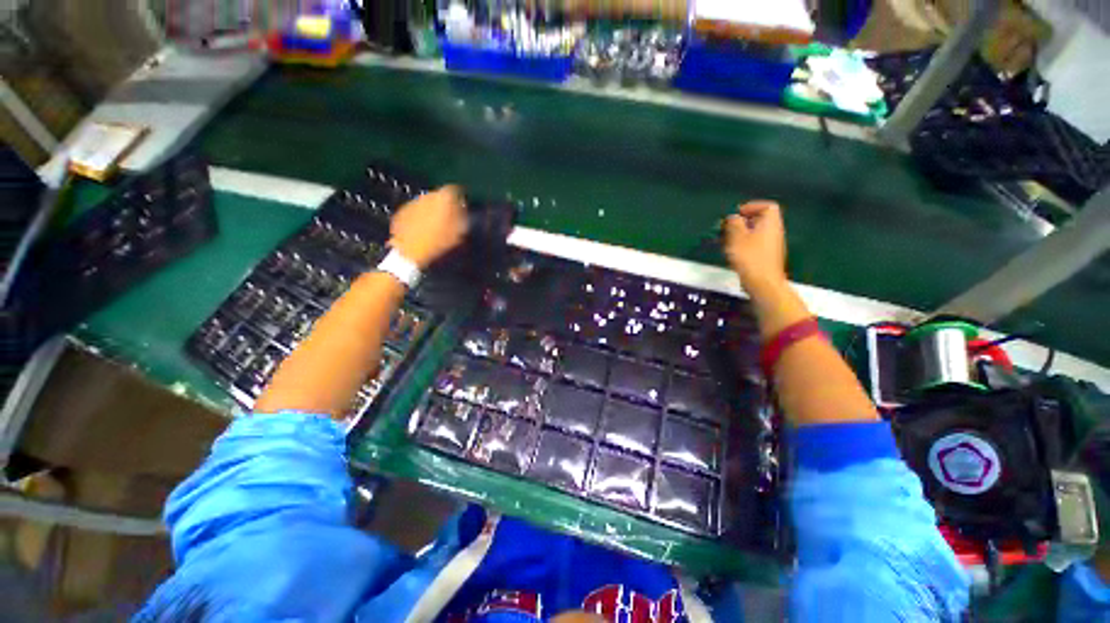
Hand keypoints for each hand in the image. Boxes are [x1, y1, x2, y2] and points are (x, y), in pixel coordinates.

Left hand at [389, 185, 468, 269]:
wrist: (411, 252)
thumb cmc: (439, 243)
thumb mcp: (458, 233)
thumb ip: (462, 218)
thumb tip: (463, 211)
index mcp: (443, 199)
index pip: (454, 190)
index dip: (459, 196)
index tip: (462, 204)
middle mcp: (427, 196)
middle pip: (439, 195)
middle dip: (444, 204)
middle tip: (450, 217)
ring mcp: (412, 203)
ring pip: (426, 203)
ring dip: (432, 210)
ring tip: (436, 224)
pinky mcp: (402, 212)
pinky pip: (415, 211)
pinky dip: (420, 216)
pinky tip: (423, 229)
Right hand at [722, 201, 787, 297]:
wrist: (762, 282)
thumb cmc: (750, 258)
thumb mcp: (736, 237)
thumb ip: (734, 223)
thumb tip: (733, 218)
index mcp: (770, 223)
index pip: (767, 206)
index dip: (752, 206)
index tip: (738, 213)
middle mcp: (774, 232)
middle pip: (761, 220)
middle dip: (744, 221)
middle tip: (729, 227)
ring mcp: (772, 245)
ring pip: (757, 233)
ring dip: (742, 234)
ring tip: (728, 240)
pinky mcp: (766, 257)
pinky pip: (756, 244)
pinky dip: (744, 244)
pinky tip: (734, 252)